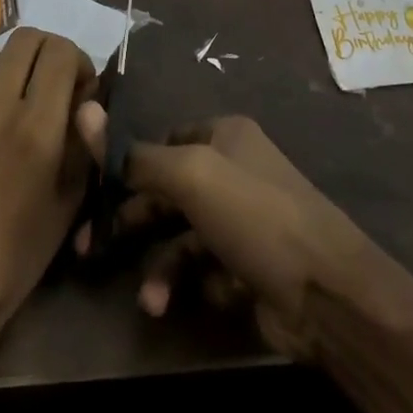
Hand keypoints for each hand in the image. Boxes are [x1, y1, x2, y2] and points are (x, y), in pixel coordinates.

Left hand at [0, 29, 96, 355]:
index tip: (74, 86)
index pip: (59, 51)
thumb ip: (83, 142)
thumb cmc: (16, 255)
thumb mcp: (68, 202)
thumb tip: (87, 97)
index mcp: (36, 126)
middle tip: (41, 86)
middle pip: (23, 40)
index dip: (75, 60)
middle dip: (41, 56)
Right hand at [73, 107, 380, 360]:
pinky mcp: (249, 266)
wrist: (327, 294)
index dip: (127, 165)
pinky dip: (197, 285)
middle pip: (166, 192)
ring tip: (151, 301)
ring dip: (161, 268)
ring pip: (182, 238)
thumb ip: (135, 155)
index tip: (93, 192)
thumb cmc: (254, 216)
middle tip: (90, 248)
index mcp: (224, 136)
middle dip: (131, 222)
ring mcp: (243, 221)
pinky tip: (207, 297)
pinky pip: (207, 271)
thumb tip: (85, 111)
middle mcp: (233, 171)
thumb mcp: (190, 175)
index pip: (162, 142)